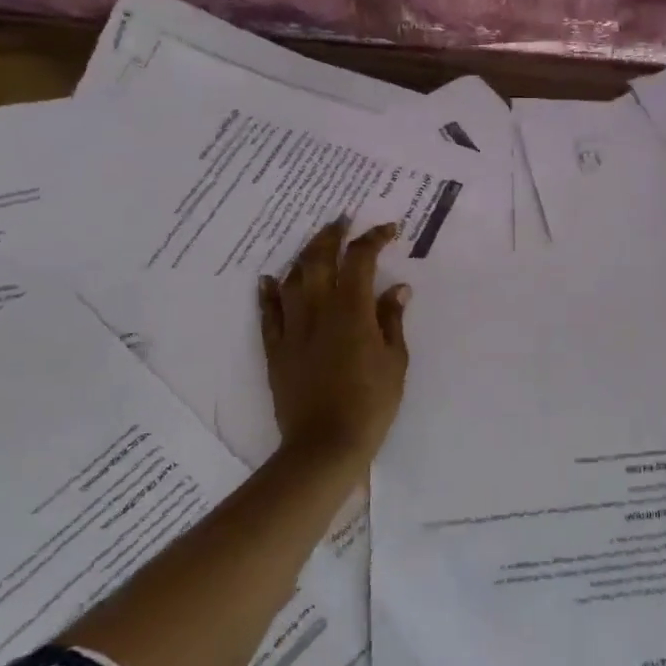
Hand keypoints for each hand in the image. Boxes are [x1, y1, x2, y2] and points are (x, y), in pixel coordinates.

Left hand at [259, 218, 409, 464]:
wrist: (325, 443)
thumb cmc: (371, 403)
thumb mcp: (395, 361)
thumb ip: (392, 320)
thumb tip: (397, 288)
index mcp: (352, 311)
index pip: (361, 260)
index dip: (373, 239)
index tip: (388, 230)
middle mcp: (318, 310)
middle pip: (319, 259)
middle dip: (331, 235)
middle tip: (342, 222)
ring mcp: (292, 328)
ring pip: (292, 279)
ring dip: (304, 256)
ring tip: (315, 246)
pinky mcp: (275, 349)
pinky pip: (268, 312)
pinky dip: (268, 292)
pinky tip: (269, 280)